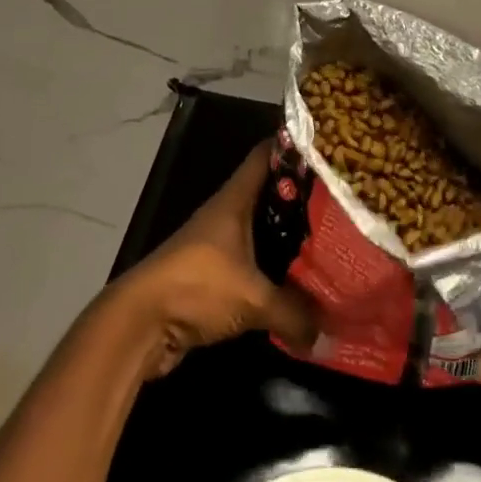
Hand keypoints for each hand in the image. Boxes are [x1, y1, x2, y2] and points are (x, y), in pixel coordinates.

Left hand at [110, 141, 315, 378]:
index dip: (295, 147)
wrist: (139, 324)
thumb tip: (330, 334)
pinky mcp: (212, 274)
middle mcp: (226, 213)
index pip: (267, 156)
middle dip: (302, 197)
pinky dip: (272, 270)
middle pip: (270, 193)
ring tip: (329, 242)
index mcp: (234, 200)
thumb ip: (294, 312)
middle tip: (341, 202)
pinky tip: (297, 283)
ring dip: (288, 237)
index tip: (329, 149)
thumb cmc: (196, 287)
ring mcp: (217, 243)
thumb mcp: (252, 299)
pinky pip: (252, 263)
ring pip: (262, 229)